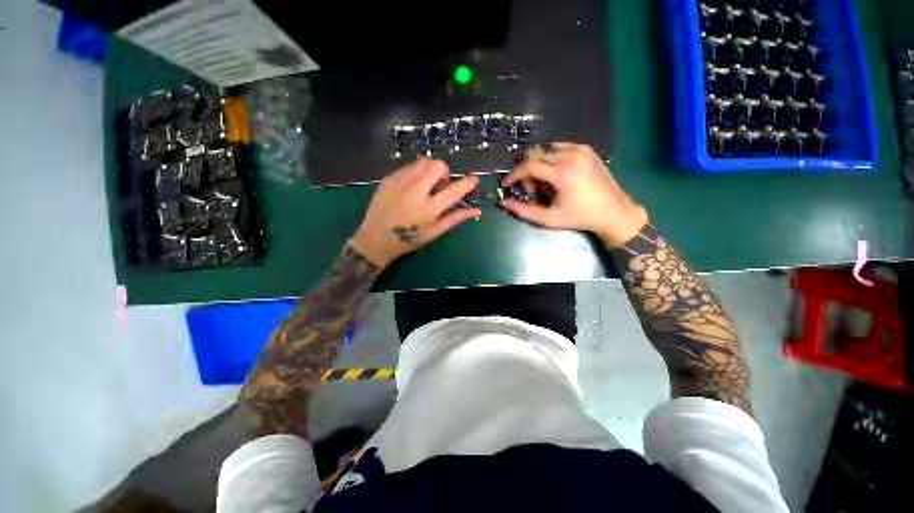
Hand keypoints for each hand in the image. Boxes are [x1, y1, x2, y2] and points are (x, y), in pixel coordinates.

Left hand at [348, 159, 480, 267]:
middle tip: (439, 187)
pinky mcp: (389, 179)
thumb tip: (476, 210)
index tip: (474, 180)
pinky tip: (412, 187)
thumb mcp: (435, 232)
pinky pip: (409, 166)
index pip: (454, 190)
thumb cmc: (409, 240)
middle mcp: (415, 191)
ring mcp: (400, 182)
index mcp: (429, 209)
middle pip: (437, 166)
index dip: (468, 183)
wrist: (376, 239)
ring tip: (425, 186)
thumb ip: (455, 218)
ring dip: (430, 171)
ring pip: (423, 162)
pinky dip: (416, 173)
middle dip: (444, 173)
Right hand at [500, 143, 647, 246]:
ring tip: (546, 184)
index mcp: (563, 173)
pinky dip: (551, 159)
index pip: (529, 165)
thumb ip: (523, 211)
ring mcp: (581, 149)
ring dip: (539, 165)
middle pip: (535, 154)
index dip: (514, 175)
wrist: (614, 212)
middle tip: (532, 189)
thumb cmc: (579, 217)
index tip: (507, 184)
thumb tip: (503, 202)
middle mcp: (572, 155)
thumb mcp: (549, 219)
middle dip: (527, 171)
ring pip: (546, 150)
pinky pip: (559, 148)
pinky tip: (556, 175)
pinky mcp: (586, 149)